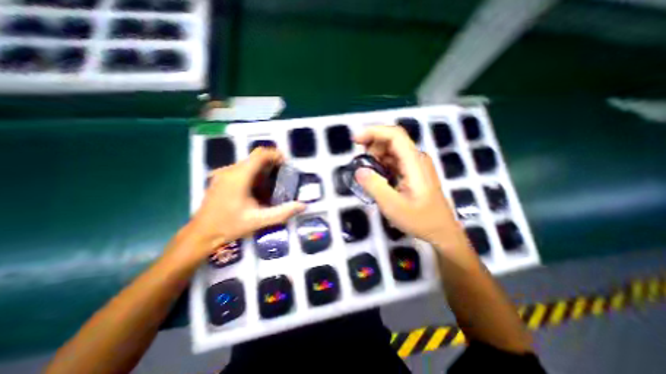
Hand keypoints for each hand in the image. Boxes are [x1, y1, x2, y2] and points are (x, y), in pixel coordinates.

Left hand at [173, 148, 303, 263]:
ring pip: (248, 164)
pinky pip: (241, 170)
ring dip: (263, 170)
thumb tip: (303, 206)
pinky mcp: (221, 179)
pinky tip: (258, 190)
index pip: (260, 154)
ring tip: (273, 184)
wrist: (201, 234)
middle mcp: (230, 170)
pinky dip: (254, 174)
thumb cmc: (229, 226)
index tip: (286, 163)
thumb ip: (283, 212)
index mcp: (239, 176)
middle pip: (255, 158)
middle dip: (271, 164)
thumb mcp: (259, 220)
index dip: (275, 154)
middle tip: (284, 176)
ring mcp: (223, 174)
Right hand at [354, 125, 464, 247]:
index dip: (374, 132)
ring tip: (368, 172)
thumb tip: (359, 170)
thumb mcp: (393, 206)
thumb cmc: (420, 220)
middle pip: (393, 140)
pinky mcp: (413, 172)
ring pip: (392, 150)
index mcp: (414, 163)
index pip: (395, 135)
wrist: (441, 232)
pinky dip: (382, 164)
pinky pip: (395, 161)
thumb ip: (374, 187)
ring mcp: (416, 165)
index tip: (355, 140)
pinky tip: (377, 177)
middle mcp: (417, 159)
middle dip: (372, 145)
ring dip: (376, 156)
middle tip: (360, 161)